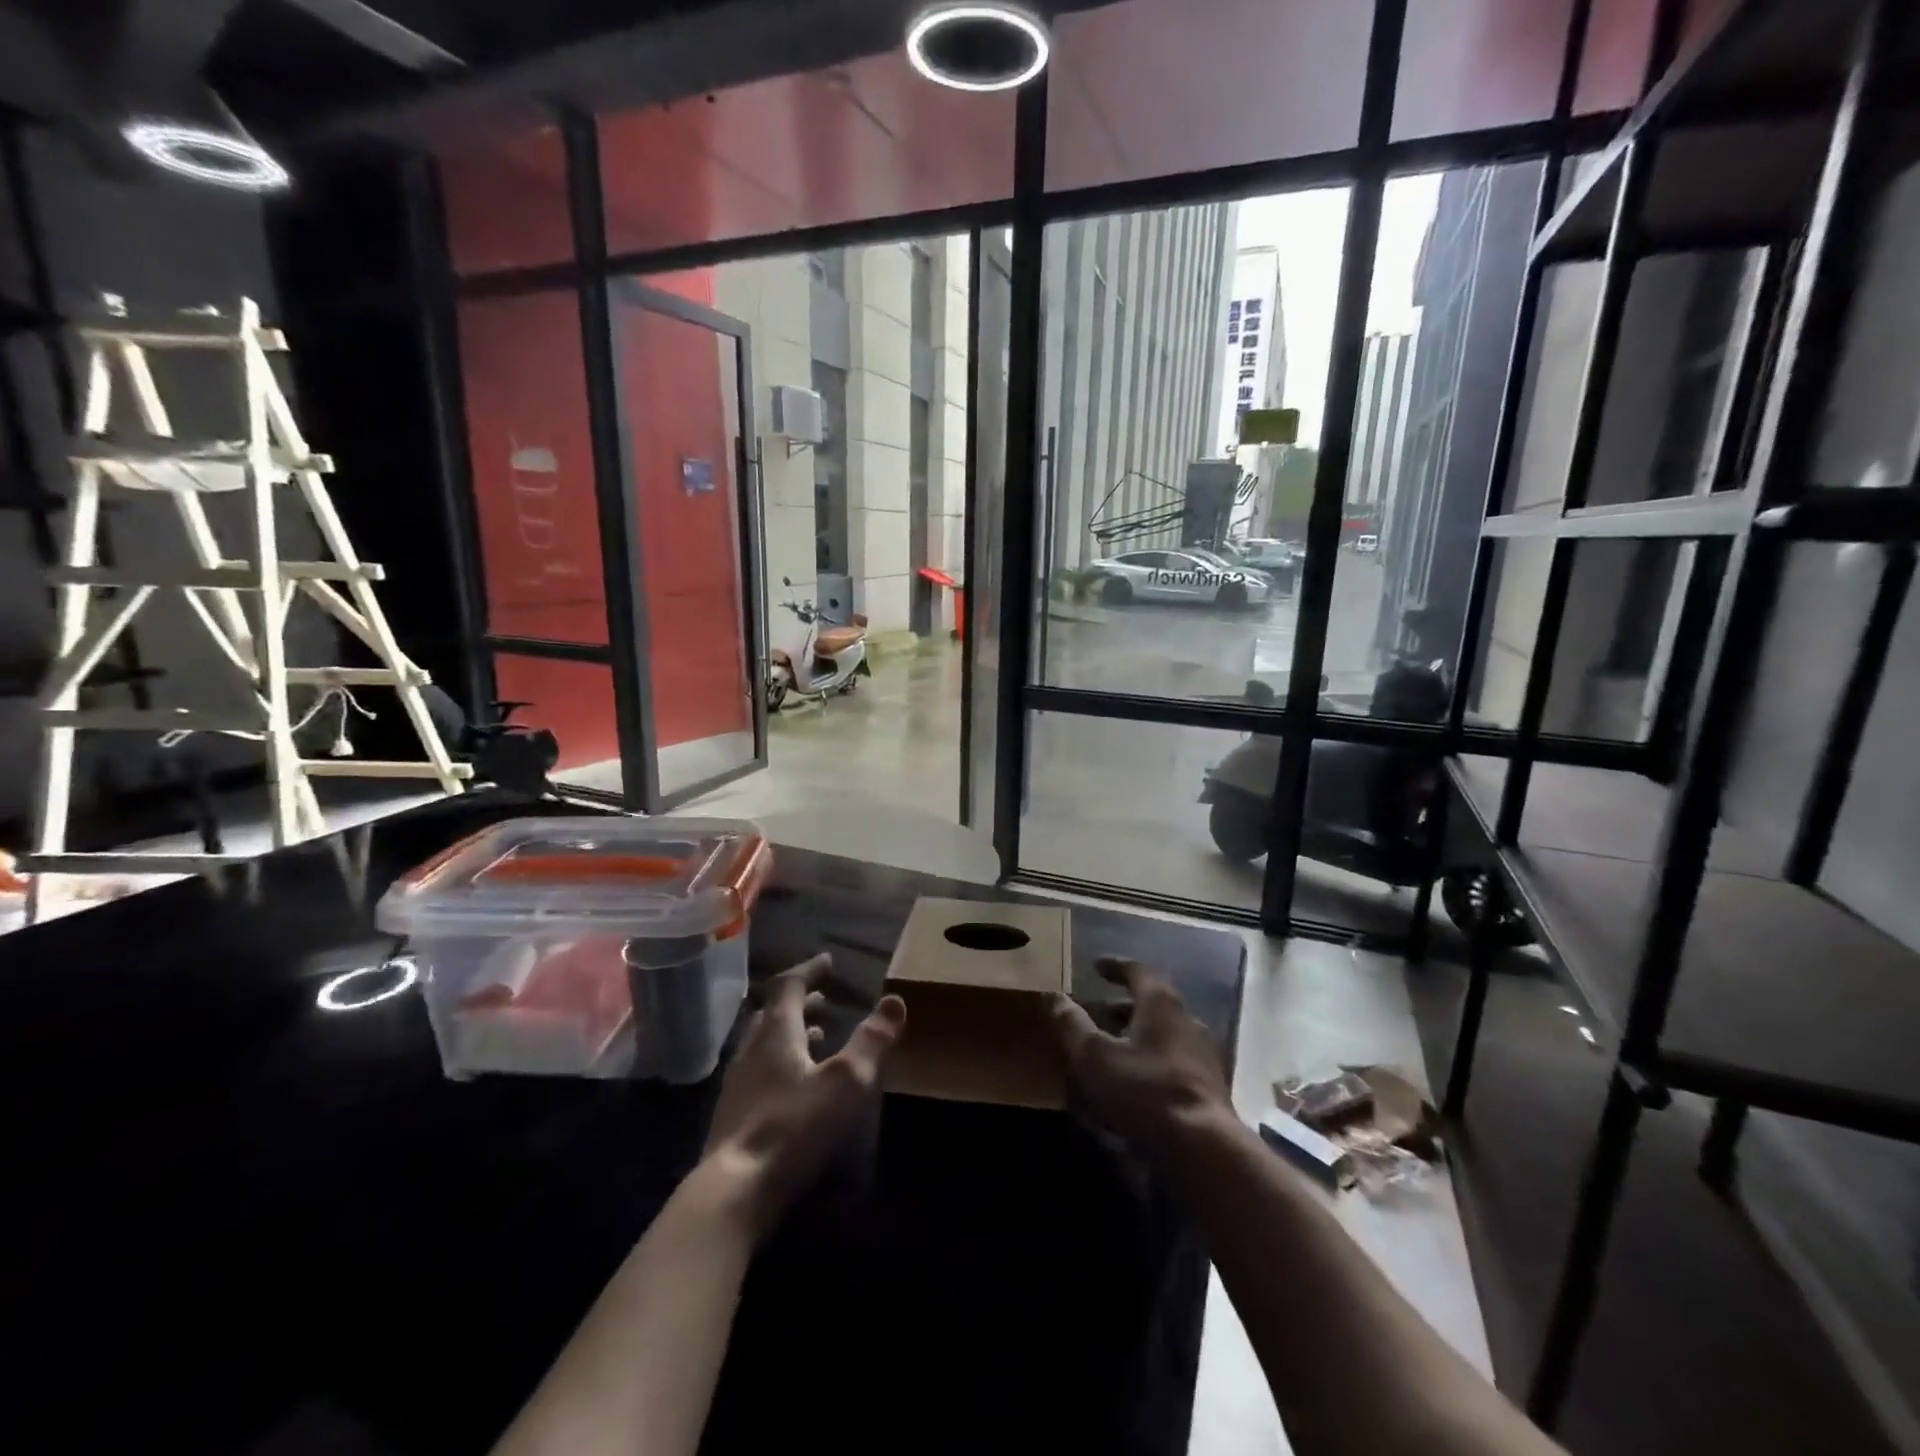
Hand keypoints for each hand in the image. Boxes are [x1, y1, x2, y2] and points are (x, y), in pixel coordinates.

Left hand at [701, 953, 905, 1236]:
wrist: (733, 1193)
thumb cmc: (793, 1127)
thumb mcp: (845, 1081)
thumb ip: (872, 1040)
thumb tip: (895, 999)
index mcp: (776, 1032)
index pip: (788, 985)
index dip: (809, 970)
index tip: (828, 962)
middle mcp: (751, 1050)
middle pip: (773, 1013)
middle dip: (801, 1002)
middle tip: (825, 999)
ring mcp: (738, 1085)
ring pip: (764, 1044)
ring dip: (791, 1033)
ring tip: (818, 1036)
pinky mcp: (734, 1117)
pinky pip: (760, 1072)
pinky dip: (782, 1064)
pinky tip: (797, 1086)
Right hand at [1050, 955, 1231, 1150]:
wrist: (1203, 1145)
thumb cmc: (1144, 1089)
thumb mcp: (1094, 1056)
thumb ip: (1072, 1024)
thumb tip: (1053, 996)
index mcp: (1160, 1003)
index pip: (1138, 970)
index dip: (1115, 966)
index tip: (1097, 966)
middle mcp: (1186, 1019)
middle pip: (1155, 1002)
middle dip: (1126, 1004)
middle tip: (1102, 1010)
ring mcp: (1203, 1052)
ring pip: (1167, 1031)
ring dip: (1141, 1033)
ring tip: (1116, 1047)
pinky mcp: (1210, 1084)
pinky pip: (1176, 1058)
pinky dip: (1155, 1058)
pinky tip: (1139, 1080)